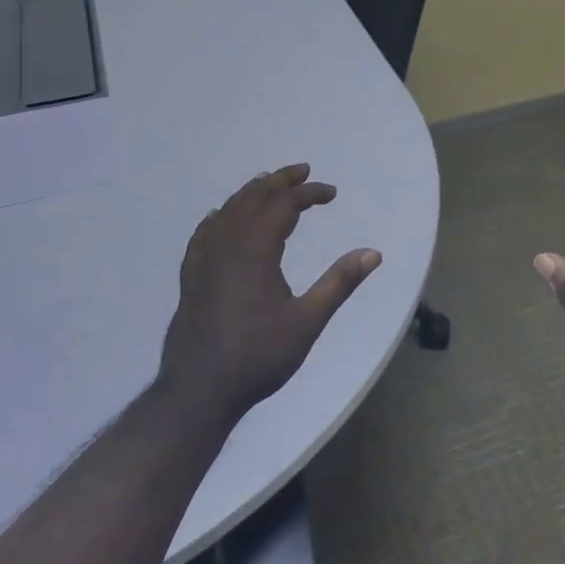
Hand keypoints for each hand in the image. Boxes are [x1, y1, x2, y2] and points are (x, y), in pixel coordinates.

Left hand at [158, 164, 381, 425]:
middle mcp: (227, 244)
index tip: (332, 193)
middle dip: (279, 181)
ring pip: (227, 210)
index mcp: (255, 249)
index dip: (309, 193)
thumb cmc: (258, 356)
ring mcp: (203, 259)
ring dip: (251, 193)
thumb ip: (339, 283)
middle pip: (252, 197)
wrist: (199, 391)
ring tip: (269, 186)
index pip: (284, 205)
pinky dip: (220, 216)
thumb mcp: (308, 321)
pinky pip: (205, 232)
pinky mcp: (191, 276)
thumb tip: (373, 253)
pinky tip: (221, 219)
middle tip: (302, 172)